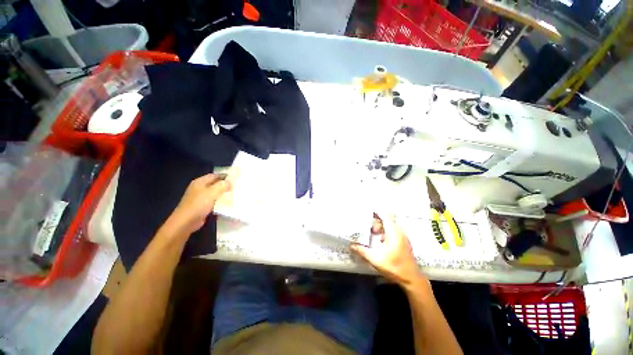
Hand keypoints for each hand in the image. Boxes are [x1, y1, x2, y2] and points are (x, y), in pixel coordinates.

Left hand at [165, 174, 230, 234]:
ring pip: (214, 192)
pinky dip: (219, 200)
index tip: (235, 178)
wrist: (186, 221)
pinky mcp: (201, 205)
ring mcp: (199, 197)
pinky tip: (226, 203)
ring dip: (222, 193)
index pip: (214, 175)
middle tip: (236, 186)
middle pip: (214, 183)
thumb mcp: (212, 192)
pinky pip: (212, 200)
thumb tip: (230, 182)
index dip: (224, 176)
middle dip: (224, 184)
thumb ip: (222, 185)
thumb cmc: (199, 204)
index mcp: (200, 182)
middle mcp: (199, 187)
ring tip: (233, 193)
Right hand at [351, 213, 425, 287]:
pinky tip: (381, 242)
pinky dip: (386, 233)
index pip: (385, 215)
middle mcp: (399, 231)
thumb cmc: (394, 266)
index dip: (376, 212)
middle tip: (370, 230)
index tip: (367, 212)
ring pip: (390, 226)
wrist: (411, 279)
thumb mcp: (375, 259)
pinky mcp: (404, 242)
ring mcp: (403, 237)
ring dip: (381, 228)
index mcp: (393, 232)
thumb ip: (362, 250)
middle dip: (377, 222)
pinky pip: (393, 232)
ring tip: (374, 235)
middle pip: (387, 220)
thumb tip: (351, 245)